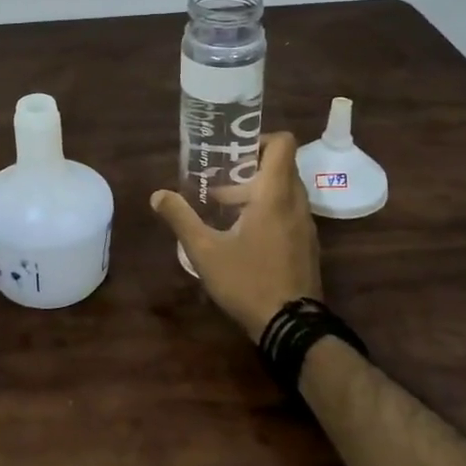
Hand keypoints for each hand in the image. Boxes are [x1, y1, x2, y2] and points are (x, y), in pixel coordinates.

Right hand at [150, 132, 320, 341]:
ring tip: (223, 211)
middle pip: (280, 166)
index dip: (260, 138)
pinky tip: (241, 236)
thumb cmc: (248, 281)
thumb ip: (180, 218)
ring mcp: (305, 225)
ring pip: (285, 191)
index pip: (283, 144)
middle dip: (249, 168)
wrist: (292, 328)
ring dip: (257, 192)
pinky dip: (268, 211)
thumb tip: (158, 194)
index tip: (233, 151)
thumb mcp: (205, 250)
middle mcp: (296, 203)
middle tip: (218, 182)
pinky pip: (289, 212)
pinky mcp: (307, 245)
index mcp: (275, 194)